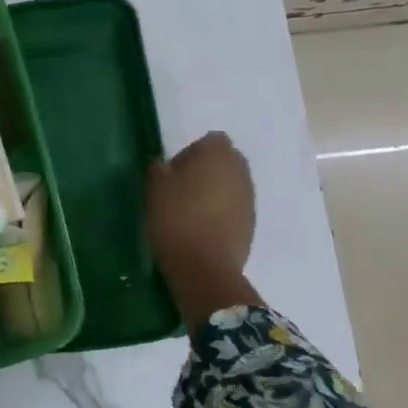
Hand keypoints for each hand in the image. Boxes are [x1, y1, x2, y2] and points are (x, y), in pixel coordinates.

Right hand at [147, 131, 259, 328]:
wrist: (204, 268)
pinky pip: (235, 207)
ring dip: (216, 191)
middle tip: (183, 188)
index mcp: (218, 155)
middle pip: (226, 161)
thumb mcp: (155, 187)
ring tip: (192, 210)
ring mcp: (249, 199)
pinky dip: (222, 211)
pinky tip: (203, 227)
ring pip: (232, 184)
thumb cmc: (176, 217)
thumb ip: (160, 167)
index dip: (193, 151)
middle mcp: (240, 172)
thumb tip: (165, 164)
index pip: (212, 140)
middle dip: (208, 169)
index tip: (175, 170)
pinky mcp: (252, 224)